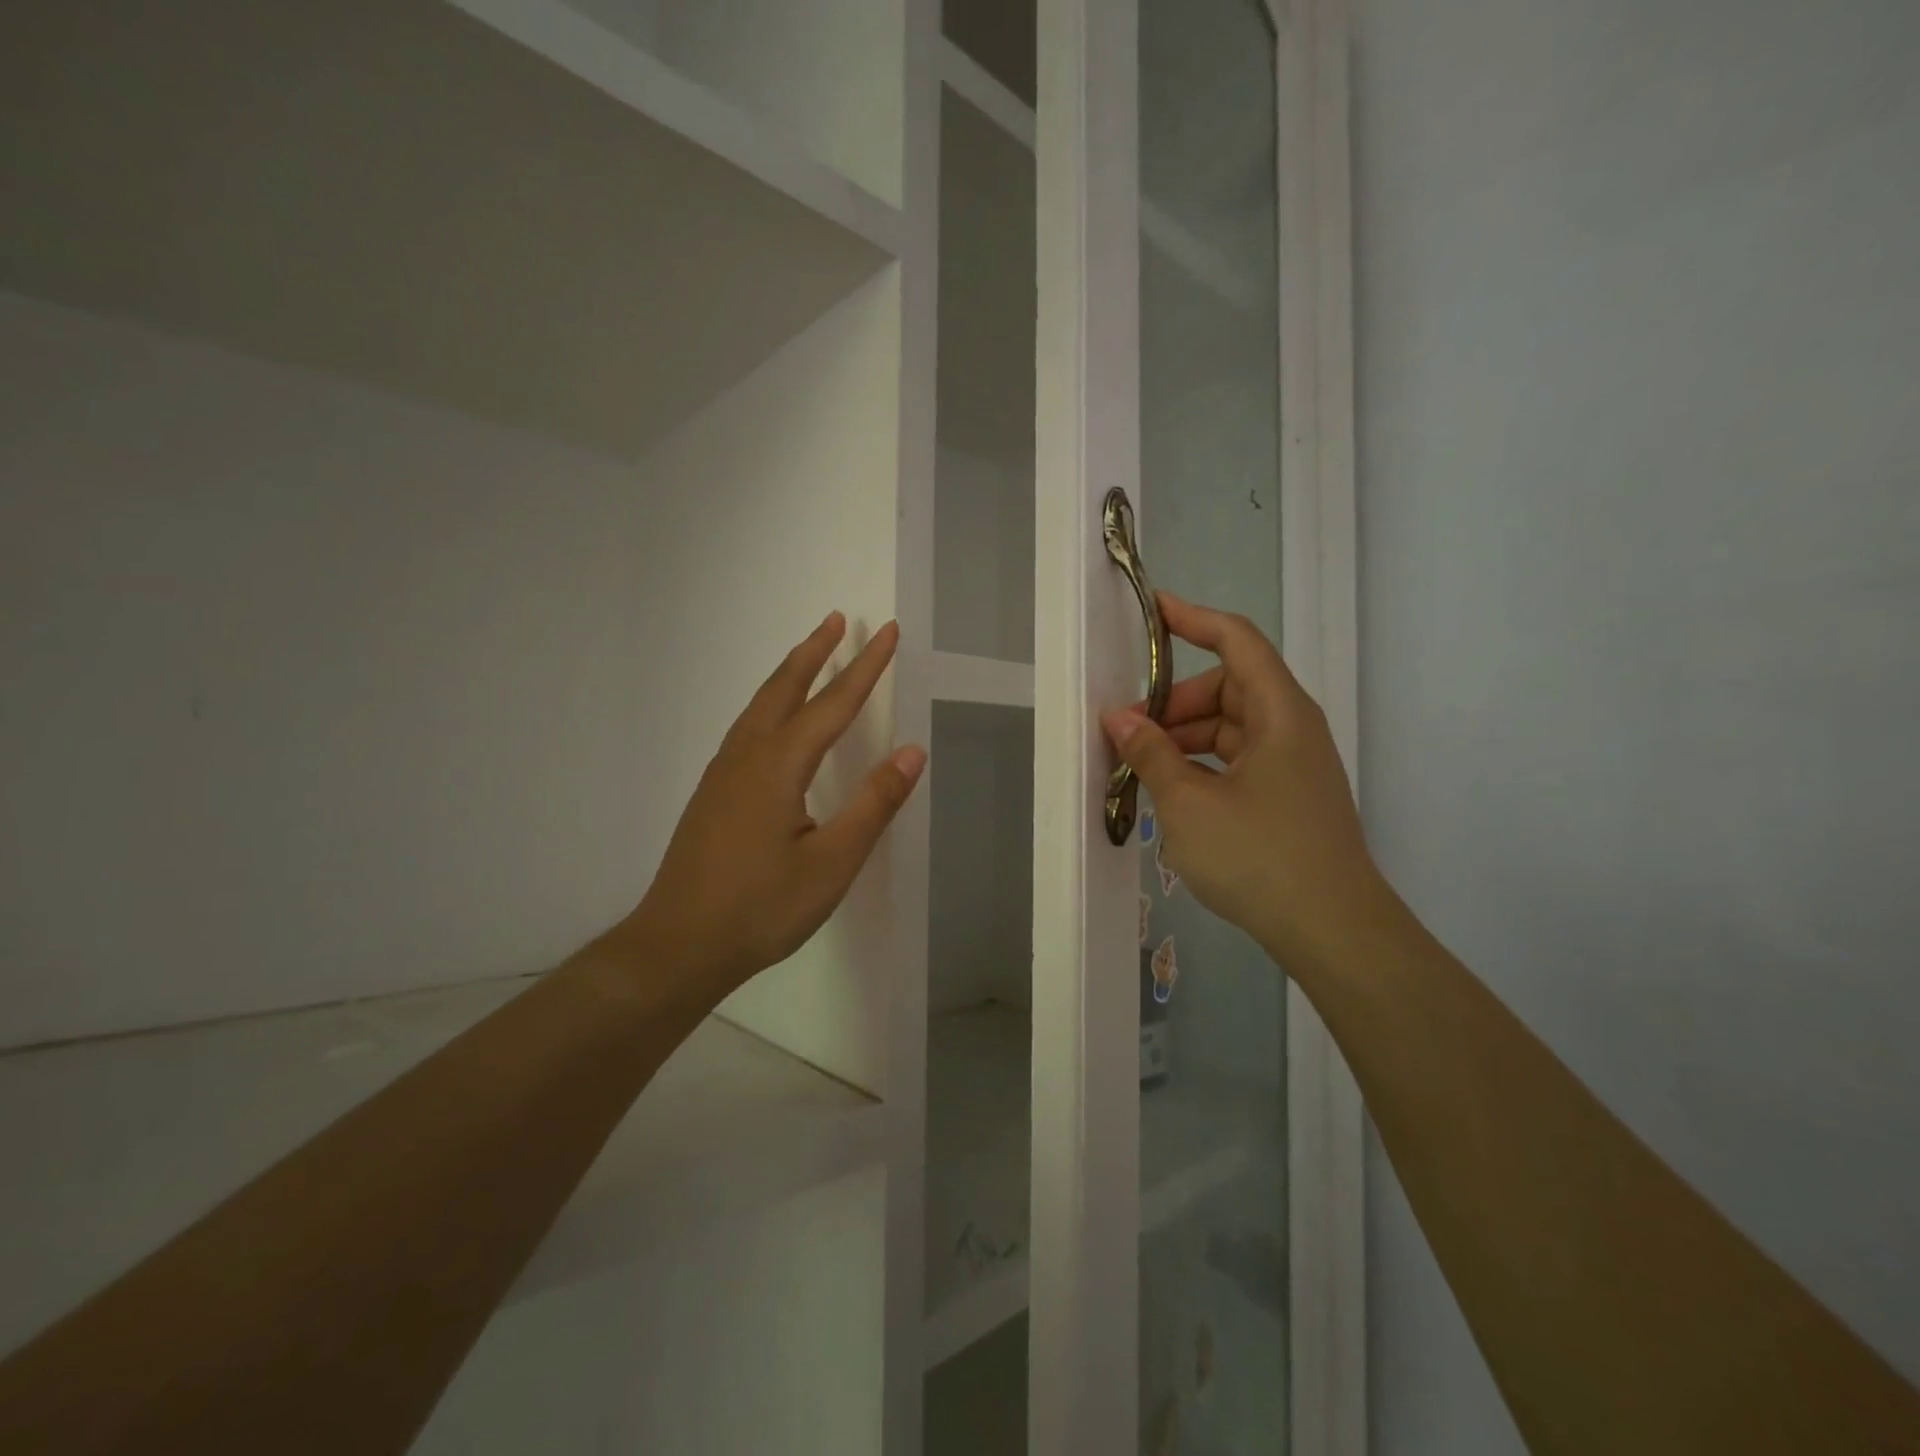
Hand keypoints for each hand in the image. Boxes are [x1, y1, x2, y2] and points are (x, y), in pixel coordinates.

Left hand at [624, 613, 925, 989]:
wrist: (678, 946)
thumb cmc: (761, 908)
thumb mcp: (832, 862)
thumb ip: (873, 804)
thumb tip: (910, 751)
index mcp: (778, 766)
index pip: (832, 704)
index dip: (865, 667)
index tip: (888, 632)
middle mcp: (747, 757)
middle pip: (785, 689)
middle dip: (816, 652)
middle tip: (839, 619)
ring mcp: (722, 774)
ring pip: (760, 706)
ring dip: (789, 674)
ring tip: (810, 655)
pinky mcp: (712, 794)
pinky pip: (747, 728)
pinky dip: (770, 704)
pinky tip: (774, 722)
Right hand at [1102, 594, 1381, 969]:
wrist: (1332, 931)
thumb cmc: (1259, 855)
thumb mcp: (1189, 802)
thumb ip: (1151, 754)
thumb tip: (1119, 719)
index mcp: (1279, 712)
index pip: (1236, 641)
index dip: (1194, 619)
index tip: (1153, 610)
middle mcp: (1291, 728)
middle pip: (1228, 687)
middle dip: (1174, 701)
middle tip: (1128, 731)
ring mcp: (1293, 766)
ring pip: (1230, 727)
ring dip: (1184, 737)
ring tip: (1141, 767)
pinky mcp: (1288, 798)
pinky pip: (1237, 761)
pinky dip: (1202, 765)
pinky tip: (1172, 794)